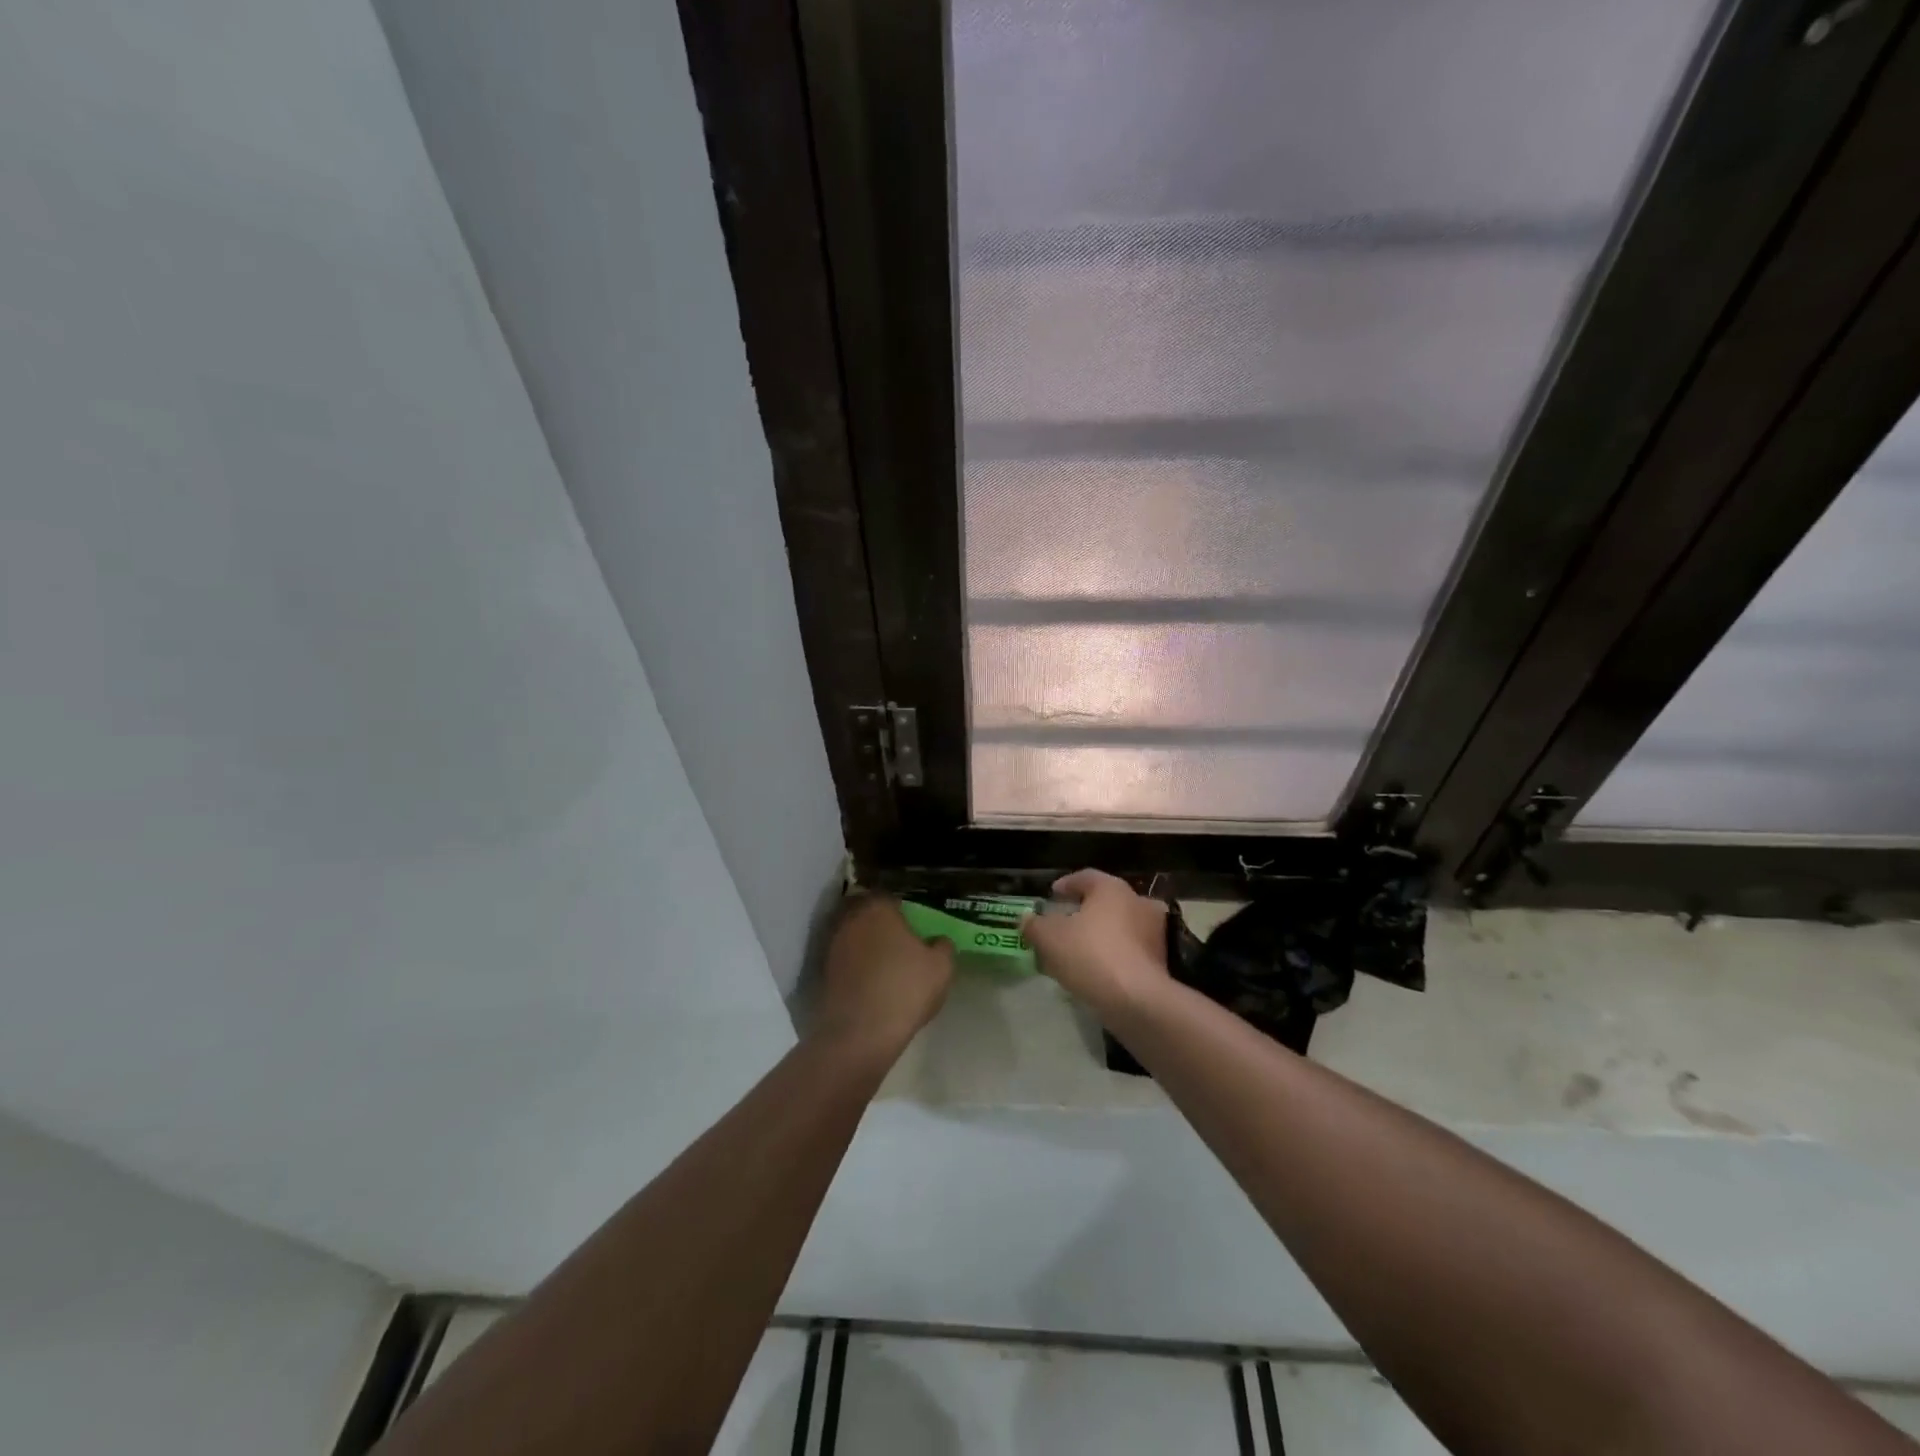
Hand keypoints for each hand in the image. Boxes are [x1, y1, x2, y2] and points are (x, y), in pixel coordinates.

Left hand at [812, 895, 953, 1060]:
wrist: (860, 1033)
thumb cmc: (905, 989)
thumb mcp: (941, 967)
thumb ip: (943, 946)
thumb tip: (938, 940)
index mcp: (878, 908)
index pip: (890, 896)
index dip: (902, 908)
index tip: (913, 922)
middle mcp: (851, 919)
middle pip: (866, 912)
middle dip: (880, 922)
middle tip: (899, 938)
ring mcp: (833, 945)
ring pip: (853, 934)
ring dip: (865, 943)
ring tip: (885, 961)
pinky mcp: (823, 971)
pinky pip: (845, 958)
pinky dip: (855, 964)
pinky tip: (870, 980)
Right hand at [1021, 869, 1171, 1020]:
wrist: (1136, 1000)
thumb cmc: (1090, 954)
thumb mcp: (1049, 938)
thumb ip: (1035, 925)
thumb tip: (1027, 919)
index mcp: (1112, 888)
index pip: (1085, 877)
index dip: (1066, 885)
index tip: (1052, 895)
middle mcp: (1138, 902)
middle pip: (1105, 902)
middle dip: (1084, 912)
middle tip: (1064, 924)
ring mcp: (1154, 933)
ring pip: (1119, 927)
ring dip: (1100, 935)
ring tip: (1078, 952)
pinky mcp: (1161, 961)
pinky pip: (1130, 951)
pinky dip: (1113, 955)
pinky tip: (1096, 971)